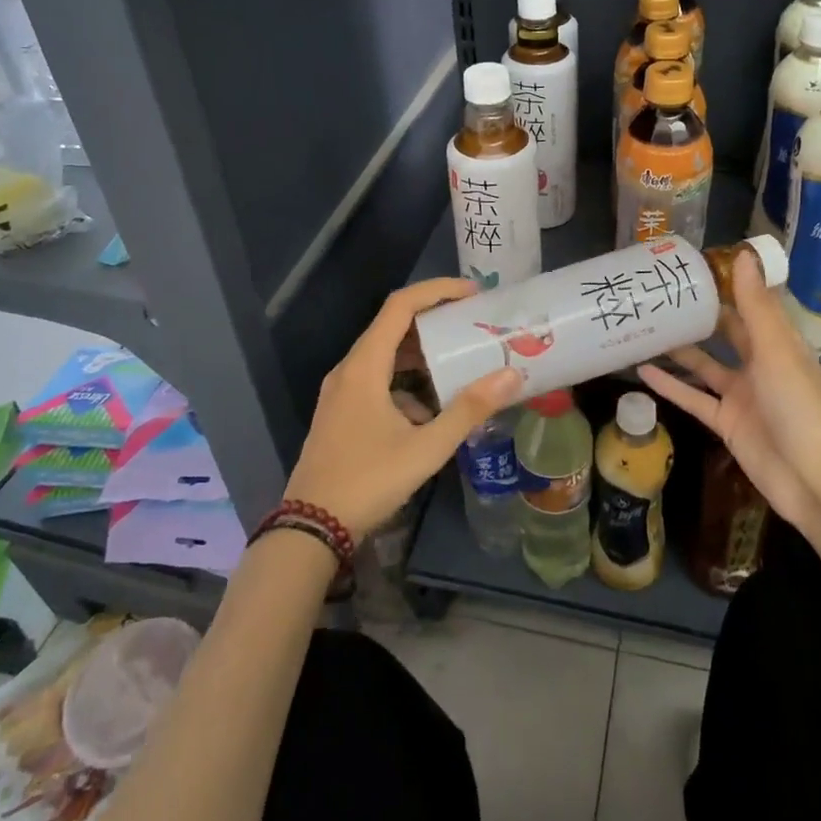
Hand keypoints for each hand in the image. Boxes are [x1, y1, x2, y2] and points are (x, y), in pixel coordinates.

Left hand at [285, 277, 521, 541]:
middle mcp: (349, 369)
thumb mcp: (426, 448)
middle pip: (393, 327)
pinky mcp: (341, 412)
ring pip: (385, 356)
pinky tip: (431, 408)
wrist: (310, 529)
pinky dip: (406, 381)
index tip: (472, 293)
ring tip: (459, 360)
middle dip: (434, 321)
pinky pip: (377, 380)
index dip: (436, 291)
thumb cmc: (367, 481)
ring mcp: (341, 392)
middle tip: (472, 324)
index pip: (400, 306)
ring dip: (421, 354)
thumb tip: (510, 375)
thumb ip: (469, 410)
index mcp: (364, 366)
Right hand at [636, 251, 820, 528]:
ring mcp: (741, 395)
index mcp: (779, 343)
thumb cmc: (797, 405)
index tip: (696, 268)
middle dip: (699, 316)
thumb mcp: (776, 349)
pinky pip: (693, 397)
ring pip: (705, 365)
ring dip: (680, 349)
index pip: (752, 306)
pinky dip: (670, 385)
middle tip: (663, 294)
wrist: (809, 477)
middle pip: (726, 333)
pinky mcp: (726, 421)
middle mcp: (760, 365)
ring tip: (647, 327)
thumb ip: (755, 306)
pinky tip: (642, 370)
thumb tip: (742, 255)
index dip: (728, 286)